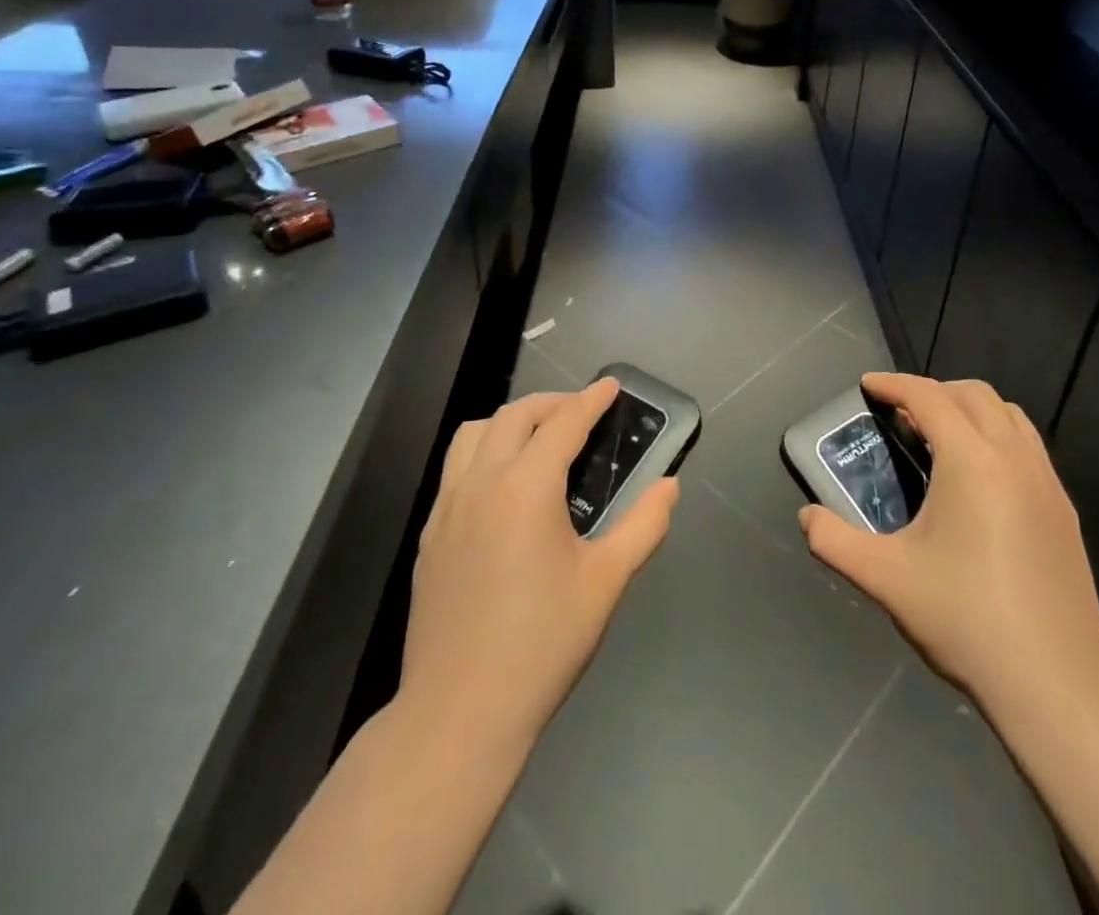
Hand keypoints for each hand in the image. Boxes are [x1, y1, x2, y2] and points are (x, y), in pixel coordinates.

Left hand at [400, 379, 679, 749]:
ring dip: (509, 421)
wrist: (459, 712)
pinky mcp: (430, 535)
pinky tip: (502, 485)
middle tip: (581, 412)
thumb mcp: (606, 582)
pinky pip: (454, 468)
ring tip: (538, 438)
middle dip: (552, 403)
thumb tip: (669, 486)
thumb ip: (643, 525)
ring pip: (473, 434)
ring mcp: (447, 507)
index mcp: (526, 487)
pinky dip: (483, 452)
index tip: (610, 387)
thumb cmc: (542, 643)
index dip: (590, 400)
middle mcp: (481, 483)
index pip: (563, 424)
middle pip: (514, 416)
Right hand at [798, 373, 1098, 727]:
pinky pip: (1029, 447)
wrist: (1054, 684)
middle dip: (934, 391)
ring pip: (1010, 416)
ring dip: (971, 410)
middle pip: (974, 394)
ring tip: (941, 438)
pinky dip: (999, 437)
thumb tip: (806, 517)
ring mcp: (1047, 484)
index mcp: (971, 462)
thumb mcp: (885, 579)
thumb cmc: (964, 619)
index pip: (929, 397)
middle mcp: (1014, 458)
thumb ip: (834, 541)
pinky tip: (981, 480)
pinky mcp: (1066, 511)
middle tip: (901, 415)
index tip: (868, 385)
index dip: (894, 384)